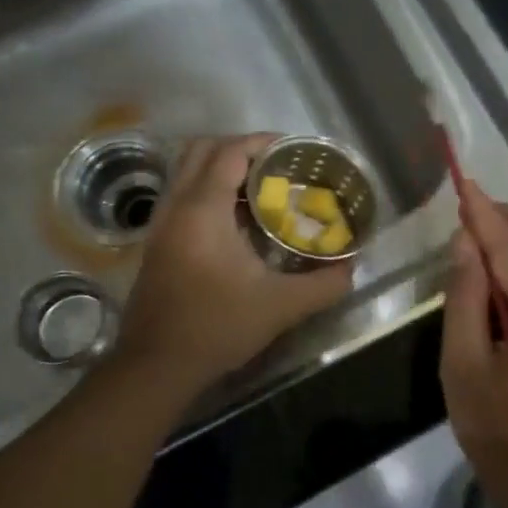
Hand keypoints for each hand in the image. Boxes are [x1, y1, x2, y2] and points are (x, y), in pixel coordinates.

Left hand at [116, 134, 354, 393]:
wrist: (156, 365)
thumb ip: (323, 285)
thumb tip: (350, 268)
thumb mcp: (280, 307)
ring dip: (221, 170)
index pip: (229, 152)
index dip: (261, 142)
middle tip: (275, 165)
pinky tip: (237, 223)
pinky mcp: (156, 245)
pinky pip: (182, 197)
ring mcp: (160, 226)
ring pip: (186, 173)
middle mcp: (176, 207)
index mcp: (203, 210)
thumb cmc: (216, 327)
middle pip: (201, 150)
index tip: (293, 150)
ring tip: (260, 190)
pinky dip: (208, 193)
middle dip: (239, 148)